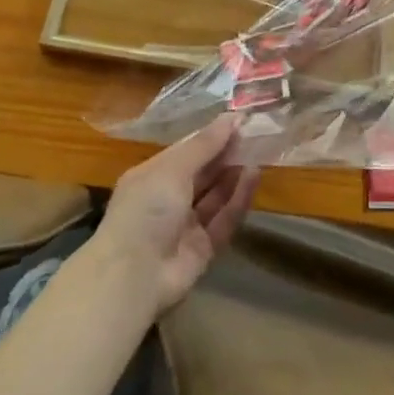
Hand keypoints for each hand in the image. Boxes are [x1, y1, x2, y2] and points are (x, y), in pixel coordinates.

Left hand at [86, 116, 259, 316]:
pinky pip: (224, 219)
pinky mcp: (203, 248)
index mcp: (153, 176)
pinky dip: (239, 198)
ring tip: (259, 150)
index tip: (238, 120)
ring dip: (235, 173)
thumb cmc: (146, 209)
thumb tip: (231, 117)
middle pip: (203, 172)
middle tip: (254, 132)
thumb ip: (204, 145)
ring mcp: (185, 226)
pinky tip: (254, 175)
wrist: (135, 277)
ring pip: (215, 195)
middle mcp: (168, 199)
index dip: (211, 136)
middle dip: (226, 153)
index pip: (186, 151)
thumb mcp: (173, 168)